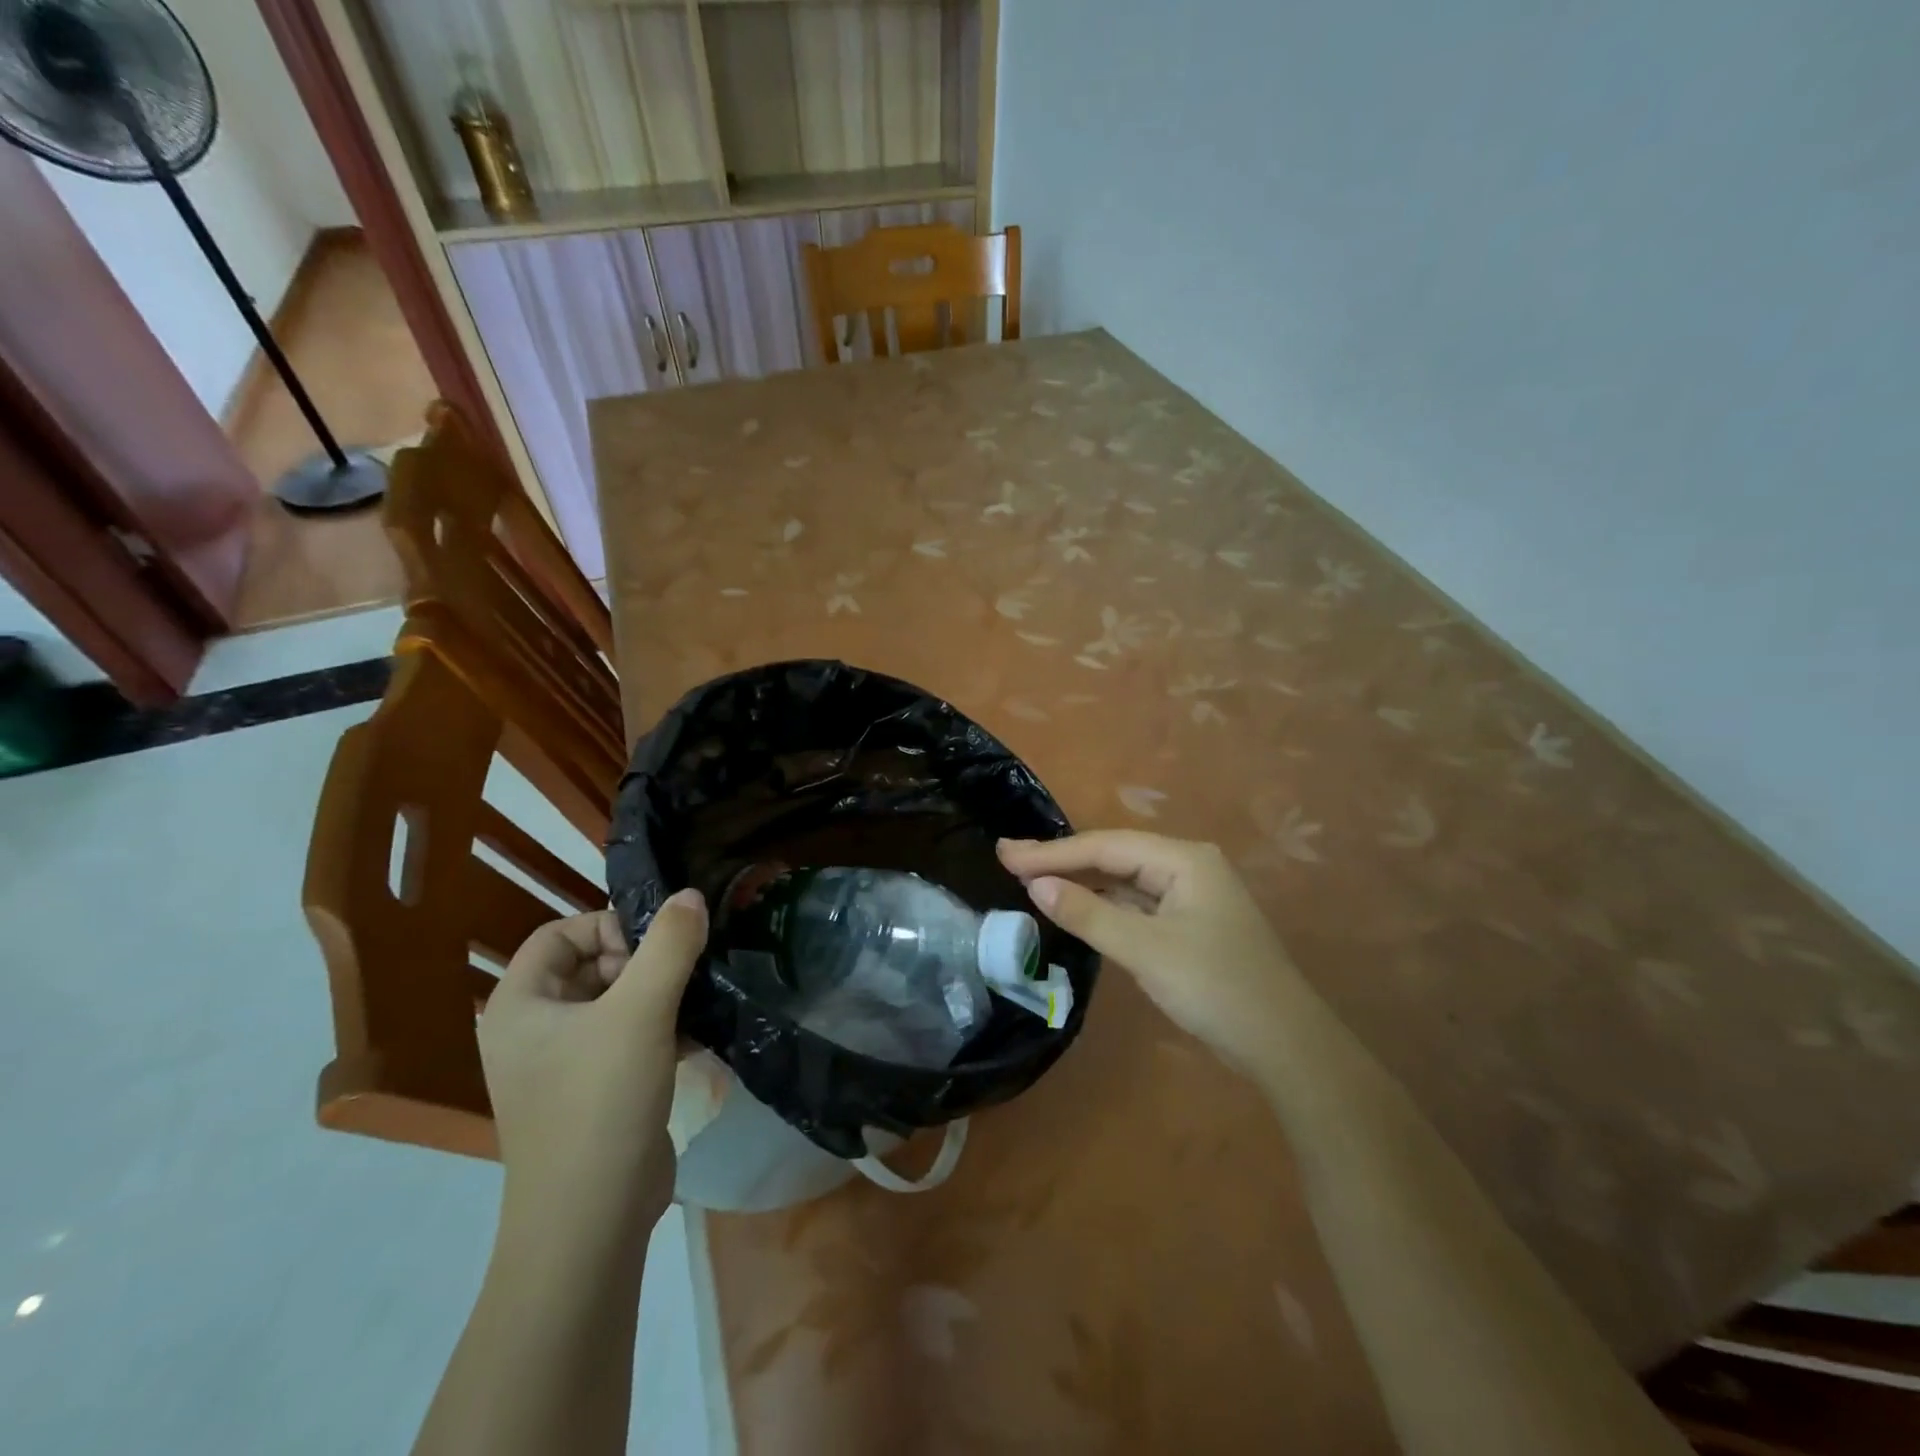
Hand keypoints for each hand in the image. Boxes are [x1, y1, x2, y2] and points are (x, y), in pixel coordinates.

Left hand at [478, 891, 707, 1230]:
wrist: (593, 1220)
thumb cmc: (601, 1102)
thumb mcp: (641, 1011)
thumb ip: (670, 945)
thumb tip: (690, 895)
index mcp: (519, 1005)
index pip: (559, 934)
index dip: (607, 927)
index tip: (653, 949)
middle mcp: (531, 1030)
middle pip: (590, 964)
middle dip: (641, 962)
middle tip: (677, 979)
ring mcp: (561, 1064)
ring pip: (614, 1001)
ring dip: (657, 994)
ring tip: (695, 1001)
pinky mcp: (593, 1090)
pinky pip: (626, 1036)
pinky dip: (659, 1027)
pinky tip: (696, 1036)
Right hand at [997, 831, 1309, 1077]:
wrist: (1283, 1045)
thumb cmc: (1215, 988)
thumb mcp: (1145, 950)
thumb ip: (1089, 914)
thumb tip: (1036, 885)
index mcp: (1183, 859)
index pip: (1105, 847)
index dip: (1053, 852)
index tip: (1005, 855)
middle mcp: (1187, 866)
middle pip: (1114, 856)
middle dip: (1063, 860)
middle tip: (1009, 859)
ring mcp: (1190, 896)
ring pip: (1125, 880)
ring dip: (1081, 881)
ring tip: (1031, 878)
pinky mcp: (1188, 924)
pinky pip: (1137, 903)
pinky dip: (1104, 904)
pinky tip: (1075, 906)